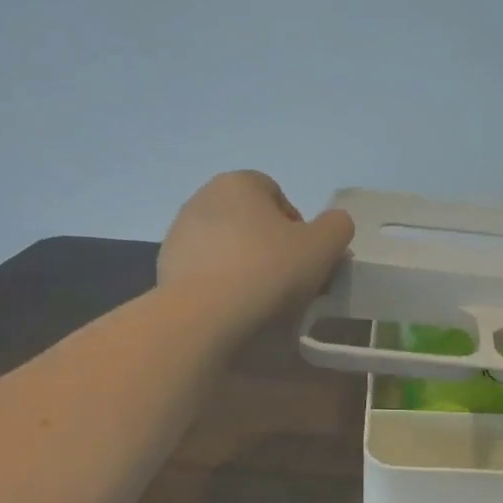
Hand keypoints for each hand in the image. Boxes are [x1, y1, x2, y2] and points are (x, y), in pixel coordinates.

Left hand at [159, 171, 355, 327]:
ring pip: (228, 248)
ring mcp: (179, 236)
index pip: (278, 195)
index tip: (307, 259)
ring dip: (247, 267)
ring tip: (263, 302)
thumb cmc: (268, 271)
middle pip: (251, 222)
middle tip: (291, 282)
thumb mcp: (324, 245)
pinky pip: (206, 273)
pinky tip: (235, 311)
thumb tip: (332, 227)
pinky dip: (222, 287)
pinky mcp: (165, 270)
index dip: (299, 227)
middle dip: (272, 248)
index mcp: (238, 183)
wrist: (204, 318)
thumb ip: (337, 226)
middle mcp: (202, 199)